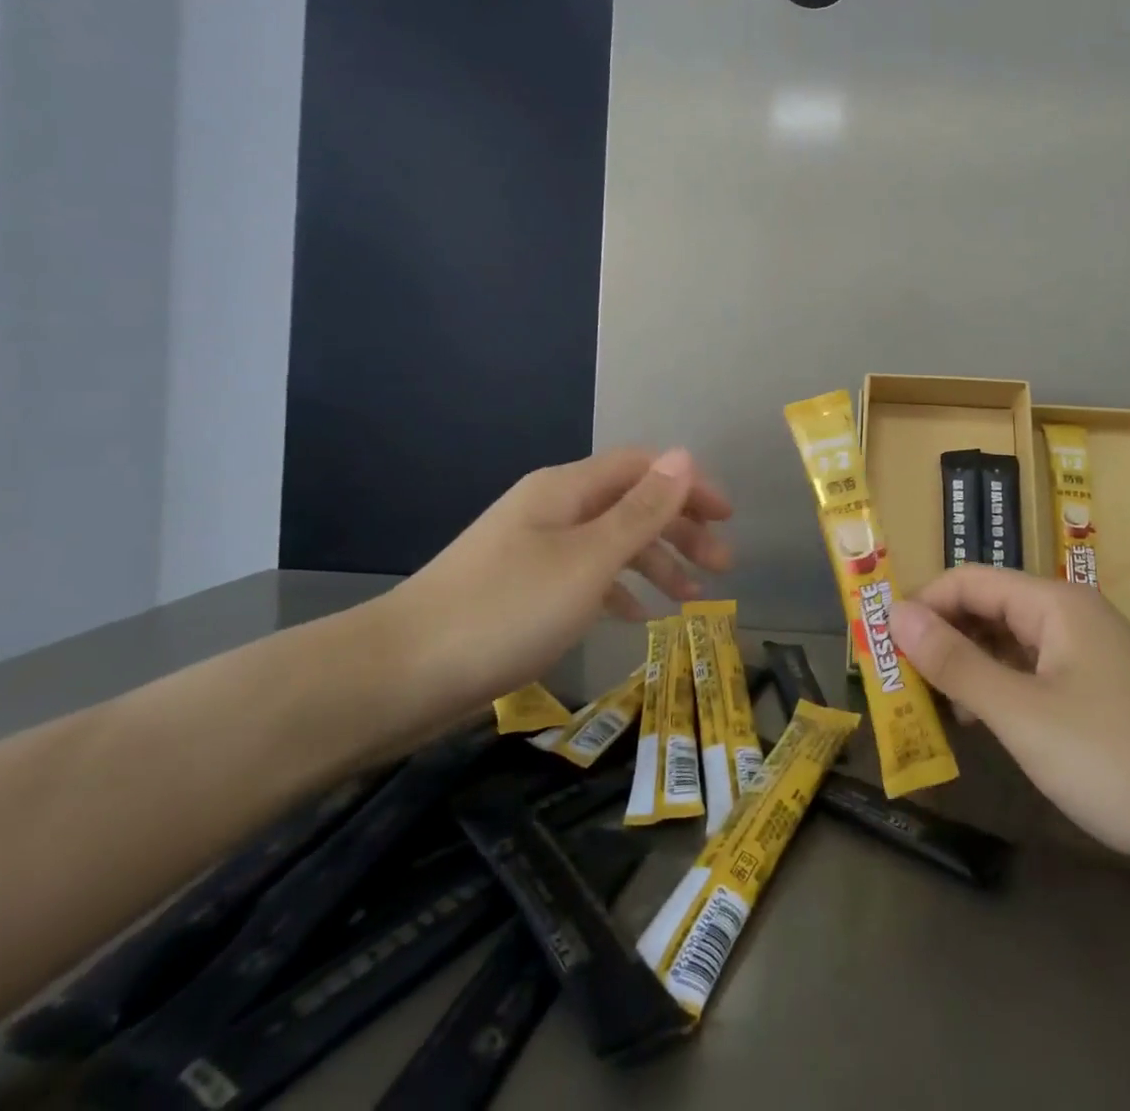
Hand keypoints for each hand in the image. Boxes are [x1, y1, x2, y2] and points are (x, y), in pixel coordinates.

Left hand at [366, 447, 731, 743]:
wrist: (401, 674)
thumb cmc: (508, 609)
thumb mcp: (588, 559)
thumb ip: (641, 510)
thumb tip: (684, 456)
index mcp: (567, 489)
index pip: (643, 468)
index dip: (690, 486)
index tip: (728, 519)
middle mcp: (553, 508)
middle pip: (631, 504)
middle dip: (680, 531)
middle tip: (721, 567)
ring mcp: (535, 549)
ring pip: (612, 544)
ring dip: (656, 564)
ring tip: (692, 600)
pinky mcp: (523, 589)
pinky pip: (587, 577)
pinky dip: (619, 591)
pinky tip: (639, 618)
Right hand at [889, 567, 1129, 872]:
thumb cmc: (1118, 757)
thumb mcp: (1022, 712)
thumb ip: (955, 662)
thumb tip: (896, 614)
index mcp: (1053, 604)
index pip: (968, 580)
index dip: (921, 605)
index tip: (879, 643)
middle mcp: (1070, 619)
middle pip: (988, 609)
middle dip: (940, 637)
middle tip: (895, 680)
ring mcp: (1089, 661)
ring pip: (1009, 647)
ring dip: (966, 668)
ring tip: (926, 705)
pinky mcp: (1101, 701)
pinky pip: (1033, 680)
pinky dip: (998, 694)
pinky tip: (979, 728)